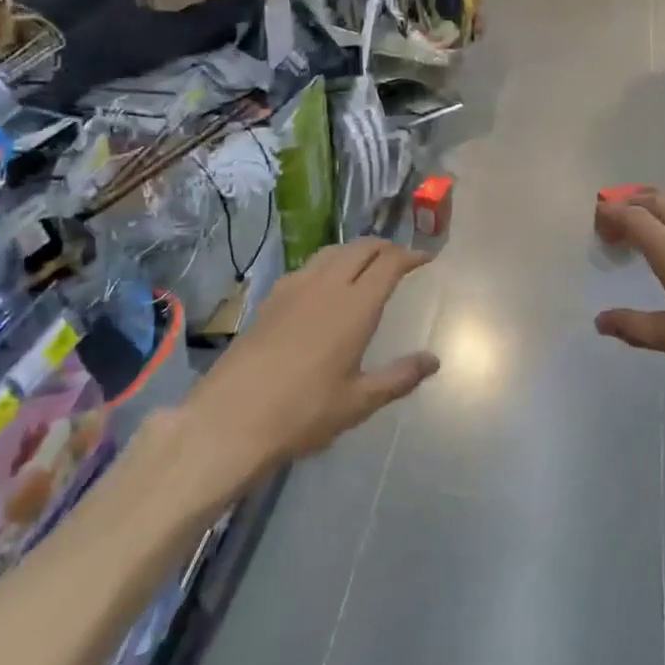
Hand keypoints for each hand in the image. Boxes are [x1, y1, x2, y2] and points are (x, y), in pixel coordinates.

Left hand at [181, 239, 437, 483]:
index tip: (425, 259)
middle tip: (400, 258)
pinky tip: (326, 285)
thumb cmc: (303, 412)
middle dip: (385, 247)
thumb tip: (433, 360)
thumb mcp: (358, 402)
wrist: (230, 418)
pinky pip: (308, 266)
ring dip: (355, 250)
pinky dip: (329, 263)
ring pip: (332, 252)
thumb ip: (399, 377)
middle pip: (361, 248)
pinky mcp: (270, 298)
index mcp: (355, 307)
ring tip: (367, 264)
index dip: (410, 256)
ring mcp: (294, 288)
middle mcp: (326, 286)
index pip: (388, 263)